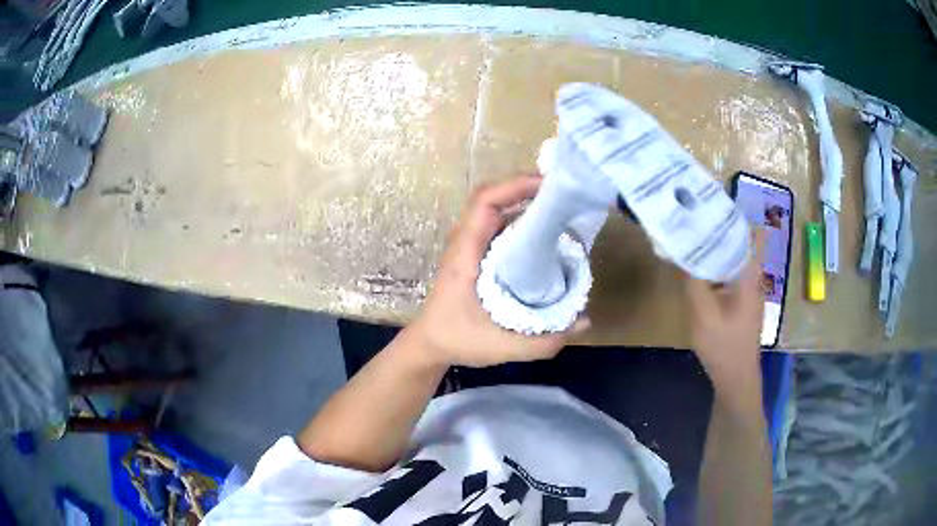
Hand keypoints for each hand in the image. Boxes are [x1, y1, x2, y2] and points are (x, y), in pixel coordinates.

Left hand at [408, 175, 589, 367]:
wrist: (430, 345)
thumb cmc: (458, 341)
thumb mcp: (503, 347)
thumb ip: (544, 340)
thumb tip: (584, 321)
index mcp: (465, 253)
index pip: (484, 203)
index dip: (514, 186)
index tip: (548, 186)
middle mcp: (465, 242)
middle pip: (491, 199)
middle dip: (525, 189)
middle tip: (562, 197)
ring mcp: (469, 246)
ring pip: (495, 211)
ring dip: (523, 203)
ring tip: (558, 210)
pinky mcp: (475, 254)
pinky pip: (497, 226)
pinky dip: (520, 220)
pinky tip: (544, 234)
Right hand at [685, 233, 764, 405]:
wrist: (736, 379)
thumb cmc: (724, 345)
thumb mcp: (703, 313)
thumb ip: (692, 280)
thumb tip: (680, 250)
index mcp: (749, 275)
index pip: (749, 235)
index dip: (734, 216)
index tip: (713, 204)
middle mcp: (752, 278)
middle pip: (740, 244)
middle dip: (720, 229)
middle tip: (695, 218)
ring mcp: (748, 292)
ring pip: (734, 260)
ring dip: (717, 248)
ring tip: (695, 237)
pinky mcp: (741, 304)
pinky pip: (729, 276)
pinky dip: (717, 267)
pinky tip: (700, 270)